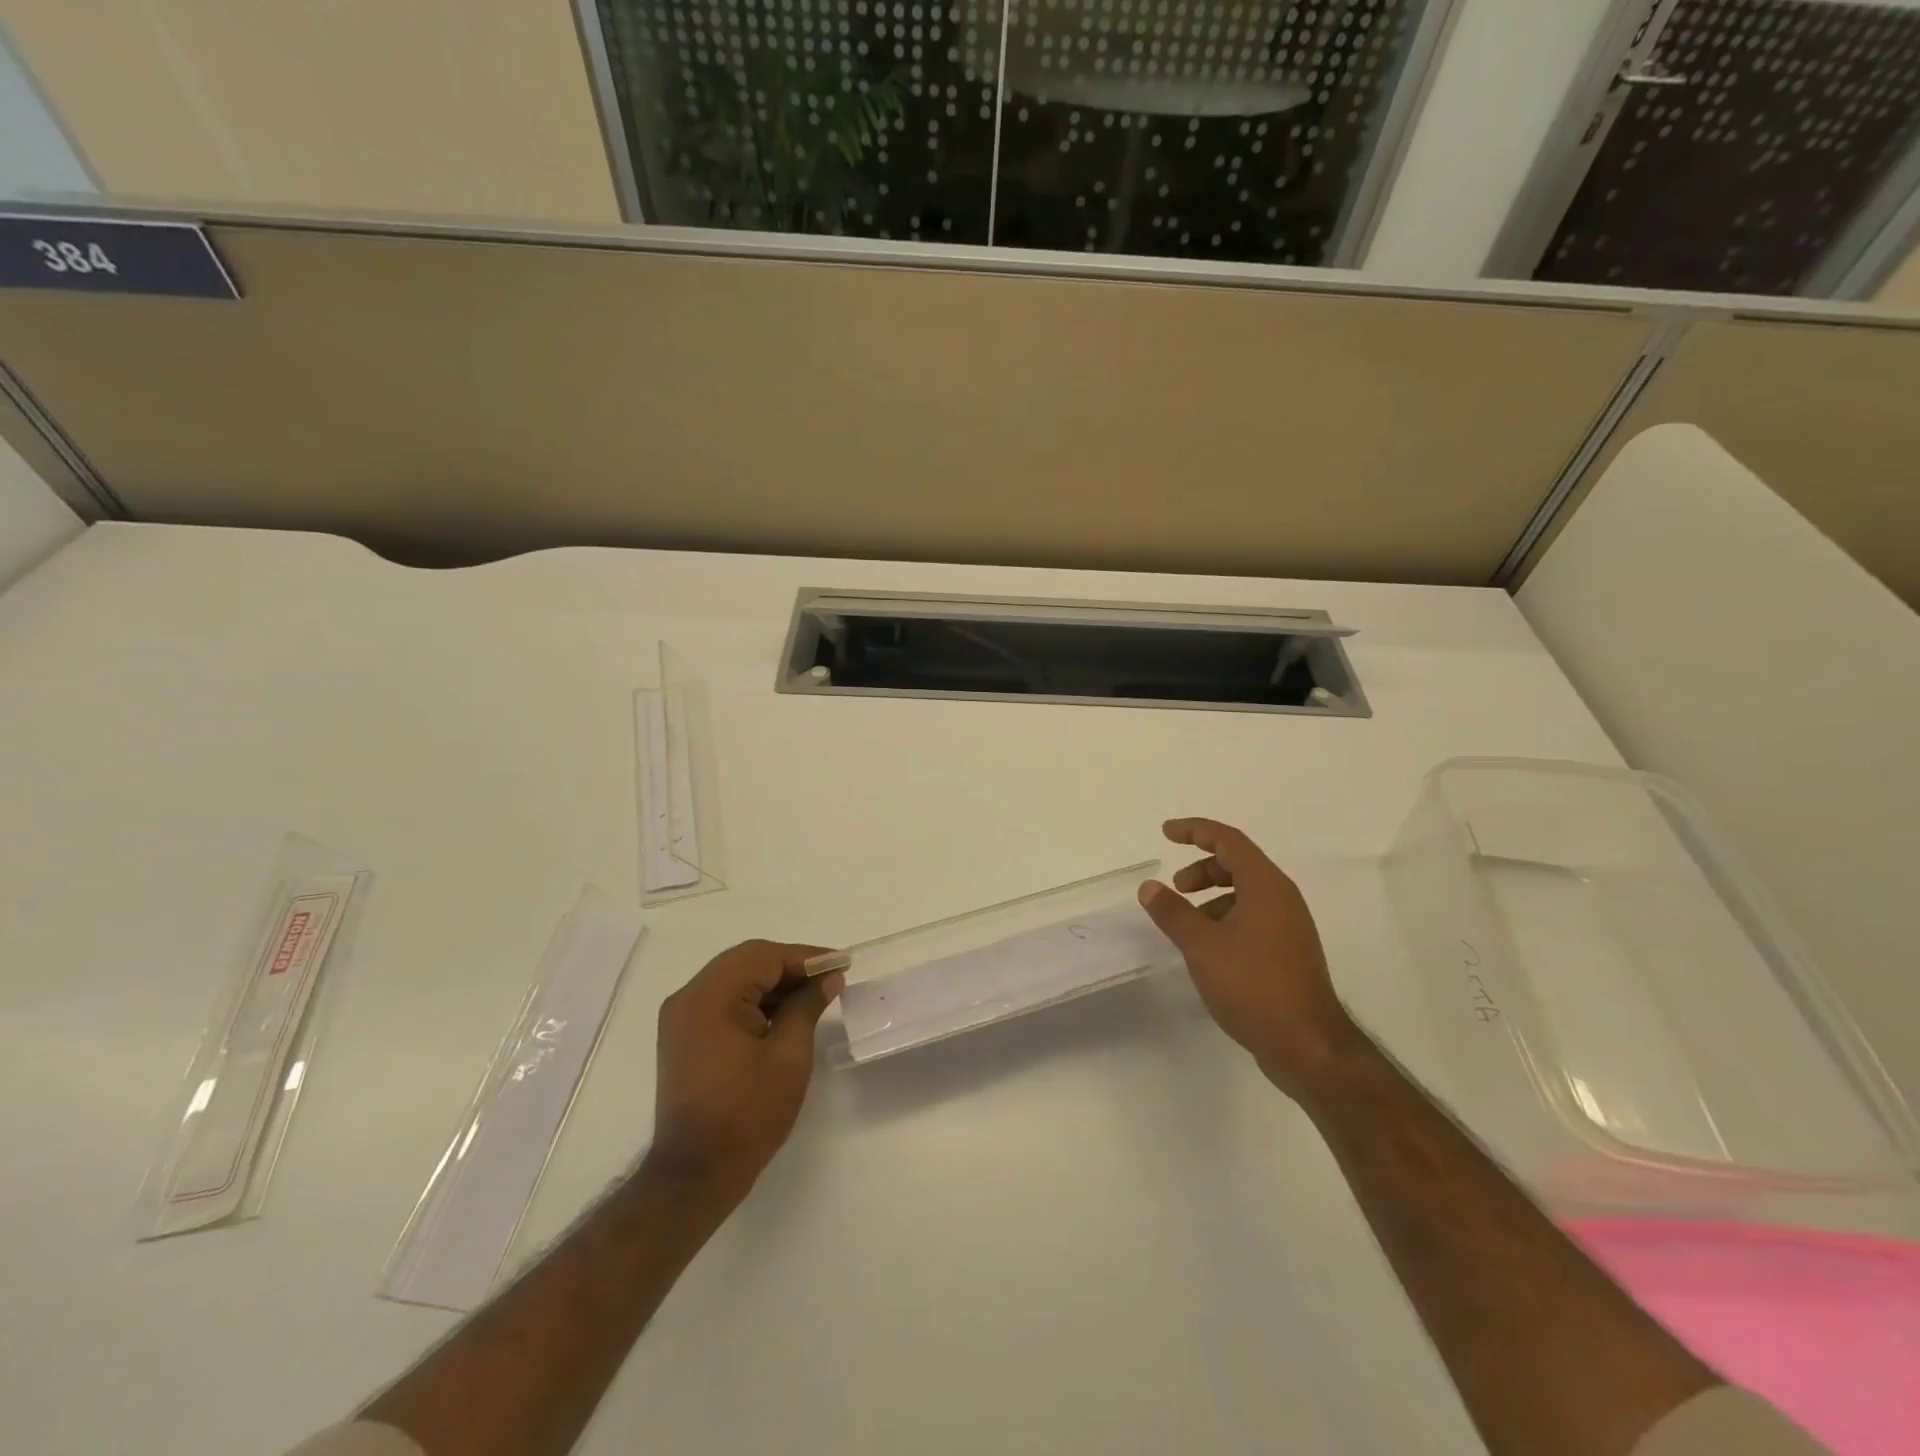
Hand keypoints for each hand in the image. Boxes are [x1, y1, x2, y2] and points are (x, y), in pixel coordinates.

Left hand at [647, 940, 843, 1203]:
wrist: (695, 1175)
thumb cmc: (747, 1114)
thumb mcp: (789, 1056)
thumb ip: (807, 1006)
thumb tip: (827, 978)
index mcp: (711, 996)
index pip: (764, 957)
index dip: (806, 957)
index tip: (841, 963)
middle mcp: (689, 997)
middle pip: (746, 961)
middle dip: (790, 966)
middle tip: (829, 976)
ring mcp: (681, 1017)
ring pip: (734, 978)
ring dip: (772, 982)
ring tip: (812, 994)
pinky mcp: (683, 1037)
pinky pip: (722, 1001)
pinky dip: (753, 1000)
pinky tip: (783, 1013)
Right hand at [1138, 818, 1359, 1097]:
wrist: (1307, 1046)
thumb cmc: (1253, 985)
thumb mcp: (1202, 946)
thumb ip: (1173, 912)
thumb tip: (1149, 887)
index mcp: (1266, 886)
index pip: (1228, 840)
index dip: (1195, 831)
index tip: (1166, 833)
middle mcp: (1282, 899)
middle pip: (1238, 864)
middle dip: (1202, 868)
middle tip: (1176, 887)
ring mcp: (1289, 927)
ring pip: (1245, 894)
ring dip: (1212, 897)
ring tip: (1188, 925)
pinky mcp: (1288, 953)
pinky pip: (1252, 918)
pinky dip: (1225, 919)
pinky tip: (1209, 950)